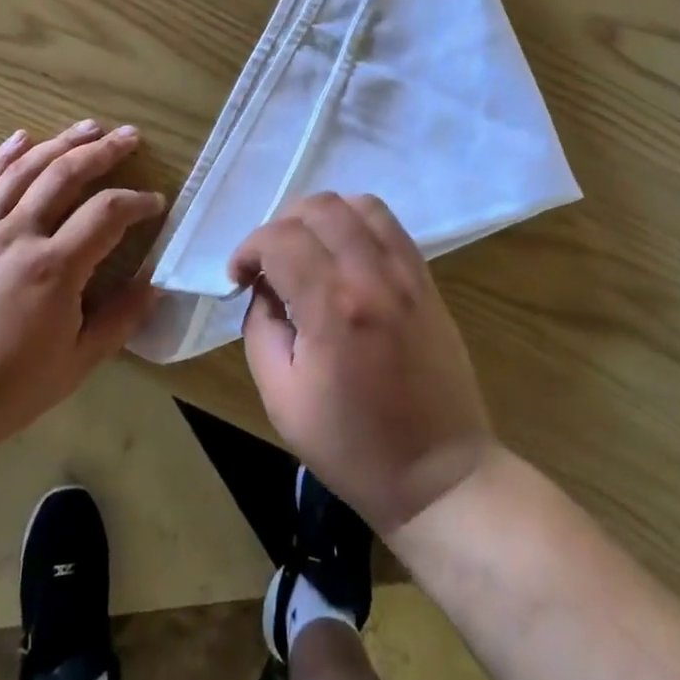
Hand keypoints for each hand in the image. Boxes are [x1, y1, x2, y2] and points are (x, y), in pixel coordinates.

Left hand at [0, 121, 165, 449]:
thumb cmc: (9, 388)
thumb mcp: (78, 362)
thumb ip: (121, 319)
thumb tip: (156, 284)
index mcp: (54, 268)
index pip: (106, 213)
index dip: (136, 201)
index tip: (155, 202)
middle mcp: (17, 236)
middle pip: (65, 175)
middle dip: (103, 152)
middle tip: (129, 136)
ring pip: (23, 171)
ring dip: (59, 143)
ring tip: (87, 127)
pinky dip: (2, 157)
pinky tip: (21, 137)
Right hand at [236, 193, 494, 533]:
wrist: (440, 475)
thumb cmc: (353, 448)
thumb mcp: (282, 399)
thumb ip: (261, 331)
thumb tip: (264, 290)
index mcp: (332, 308)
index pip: (279, 239)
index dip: (248, 250)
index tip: (239, 278)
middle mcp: (372, 276)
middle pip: (319, 207)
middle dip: (281, 225)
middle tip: (270, 264)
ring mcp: (407, 274)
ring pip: (358, 204)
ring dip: (321, 217)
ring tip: (308, 251)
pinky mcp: (427, 280)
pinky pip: (390, 225)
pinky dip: (357, 223)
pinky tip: (343, 255)